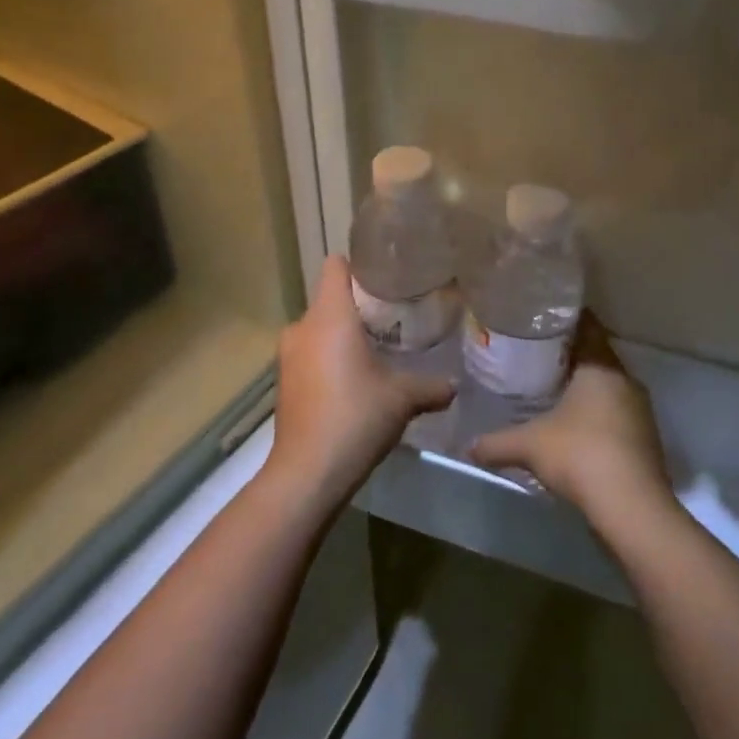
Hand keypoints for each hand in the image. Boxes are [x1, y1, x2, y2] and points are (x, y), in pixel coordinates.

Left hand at [268, 255, 454, 511]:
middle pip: (330, 299)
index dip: (359, 266)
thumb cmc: (355, 417)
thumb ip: (431, 386)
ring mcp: (287, 355)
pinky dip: (329, 360)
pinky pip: (310, 355)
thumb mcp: (402, 398)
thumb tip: (455, 386)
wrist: (307, 473)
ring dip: (342, 337)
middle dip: (358, 307)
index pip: (335, 266)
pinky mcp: (283, 382)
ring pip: (318, 330)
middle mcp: (302, 326)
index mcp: (329, 315)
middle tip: (393, 320)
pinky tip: (352, 383)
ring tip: (375, 353)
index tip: (386, 278)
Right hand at [469, 315, 676, 525]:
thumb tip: (468, 446)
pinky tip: (575, 429)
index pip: (588, 328)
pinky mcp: (646, 439)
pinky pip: (617, 414)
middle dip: (571, 356)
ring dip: (586, 389)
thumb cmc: (579, 455)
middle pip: (598, 357)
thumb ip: (496, 442)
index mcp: (601, 367)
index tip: (542, 320)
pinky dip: (598, 415)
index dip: (566, 321)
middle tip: (538, 356)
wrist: (631, 508)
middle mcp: (625, 381)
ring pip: (609, 388)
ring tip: (553, 391)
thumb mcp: (529, 445)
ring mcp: (640, 411)